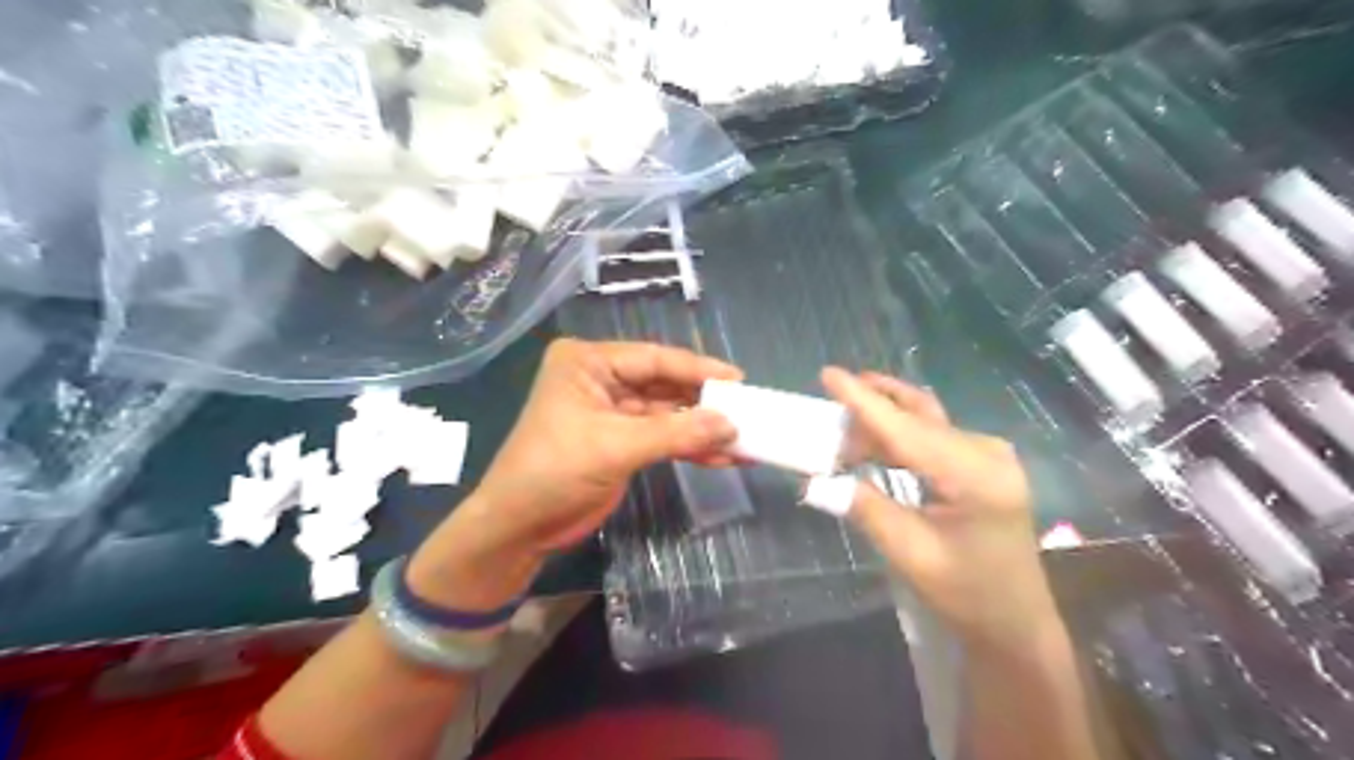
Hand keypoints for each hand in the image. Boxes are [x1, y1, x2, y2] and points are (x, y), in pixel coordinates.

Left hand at [471, 338, 739, 552]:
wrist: (519, 527)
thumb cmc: (554, 472)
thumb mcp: (614, 447)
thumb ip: (675, 433)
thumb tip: (731, 425)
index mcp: (588, 362)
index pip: (654, 358)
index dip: (698, 369)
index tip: (739, 380)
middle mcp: (601, 379)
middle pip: (665, 385)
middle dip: (705, 403)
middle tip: (748, 411)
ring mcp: (613, 412)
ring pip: (669, 414)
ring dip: (702, 429)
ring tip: (744, 439)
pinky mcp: (622, 442)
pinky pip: (664, 437)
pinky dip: (691, 447)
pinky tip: (723, 456)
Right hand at [819, 368, 1061, 653]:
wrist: (1015, 621)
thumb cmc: (966, 594)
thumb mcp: (910, 554)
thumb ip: (865, 508)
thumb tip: (816, 481)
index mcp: (974, 476)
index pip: (906, 428)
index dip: (863, 401)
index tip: (829, 373)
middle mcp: (986, 452)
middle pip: (918, 415)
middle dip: (871, 407)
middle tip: (829, 408)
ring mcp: (989, 454)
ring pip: (925, 421)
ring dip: (884, 421)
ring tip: (843, 431)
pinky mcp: (983, 462)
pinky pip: (933, 436)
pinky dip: (900, 436)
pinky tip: (876, 445)